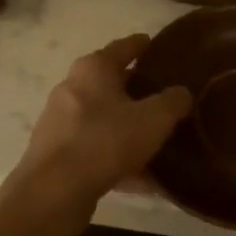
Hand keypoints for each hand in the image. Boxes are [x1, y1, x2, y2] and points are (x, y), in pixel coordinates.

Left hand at [18, 36, 191, 202]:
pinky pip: (97, 148)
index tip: (157, 45)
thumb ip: (173, 102)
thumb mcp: (153, 119)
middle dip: (137, 90)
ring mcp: (61, 120)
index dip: (143, 45)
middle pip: (111, 83)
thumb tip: (181, 93)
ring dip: (128, 128)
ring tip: (157, 140)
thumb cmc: (105, 141)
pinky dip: (118, 156)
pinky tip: (142, 178)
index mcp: (94, 68)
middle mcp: (73, 87)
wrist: (54, 191)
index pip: (124, 46)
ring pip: (104, 119)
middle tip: (165, 96)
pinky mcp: (58, 152)